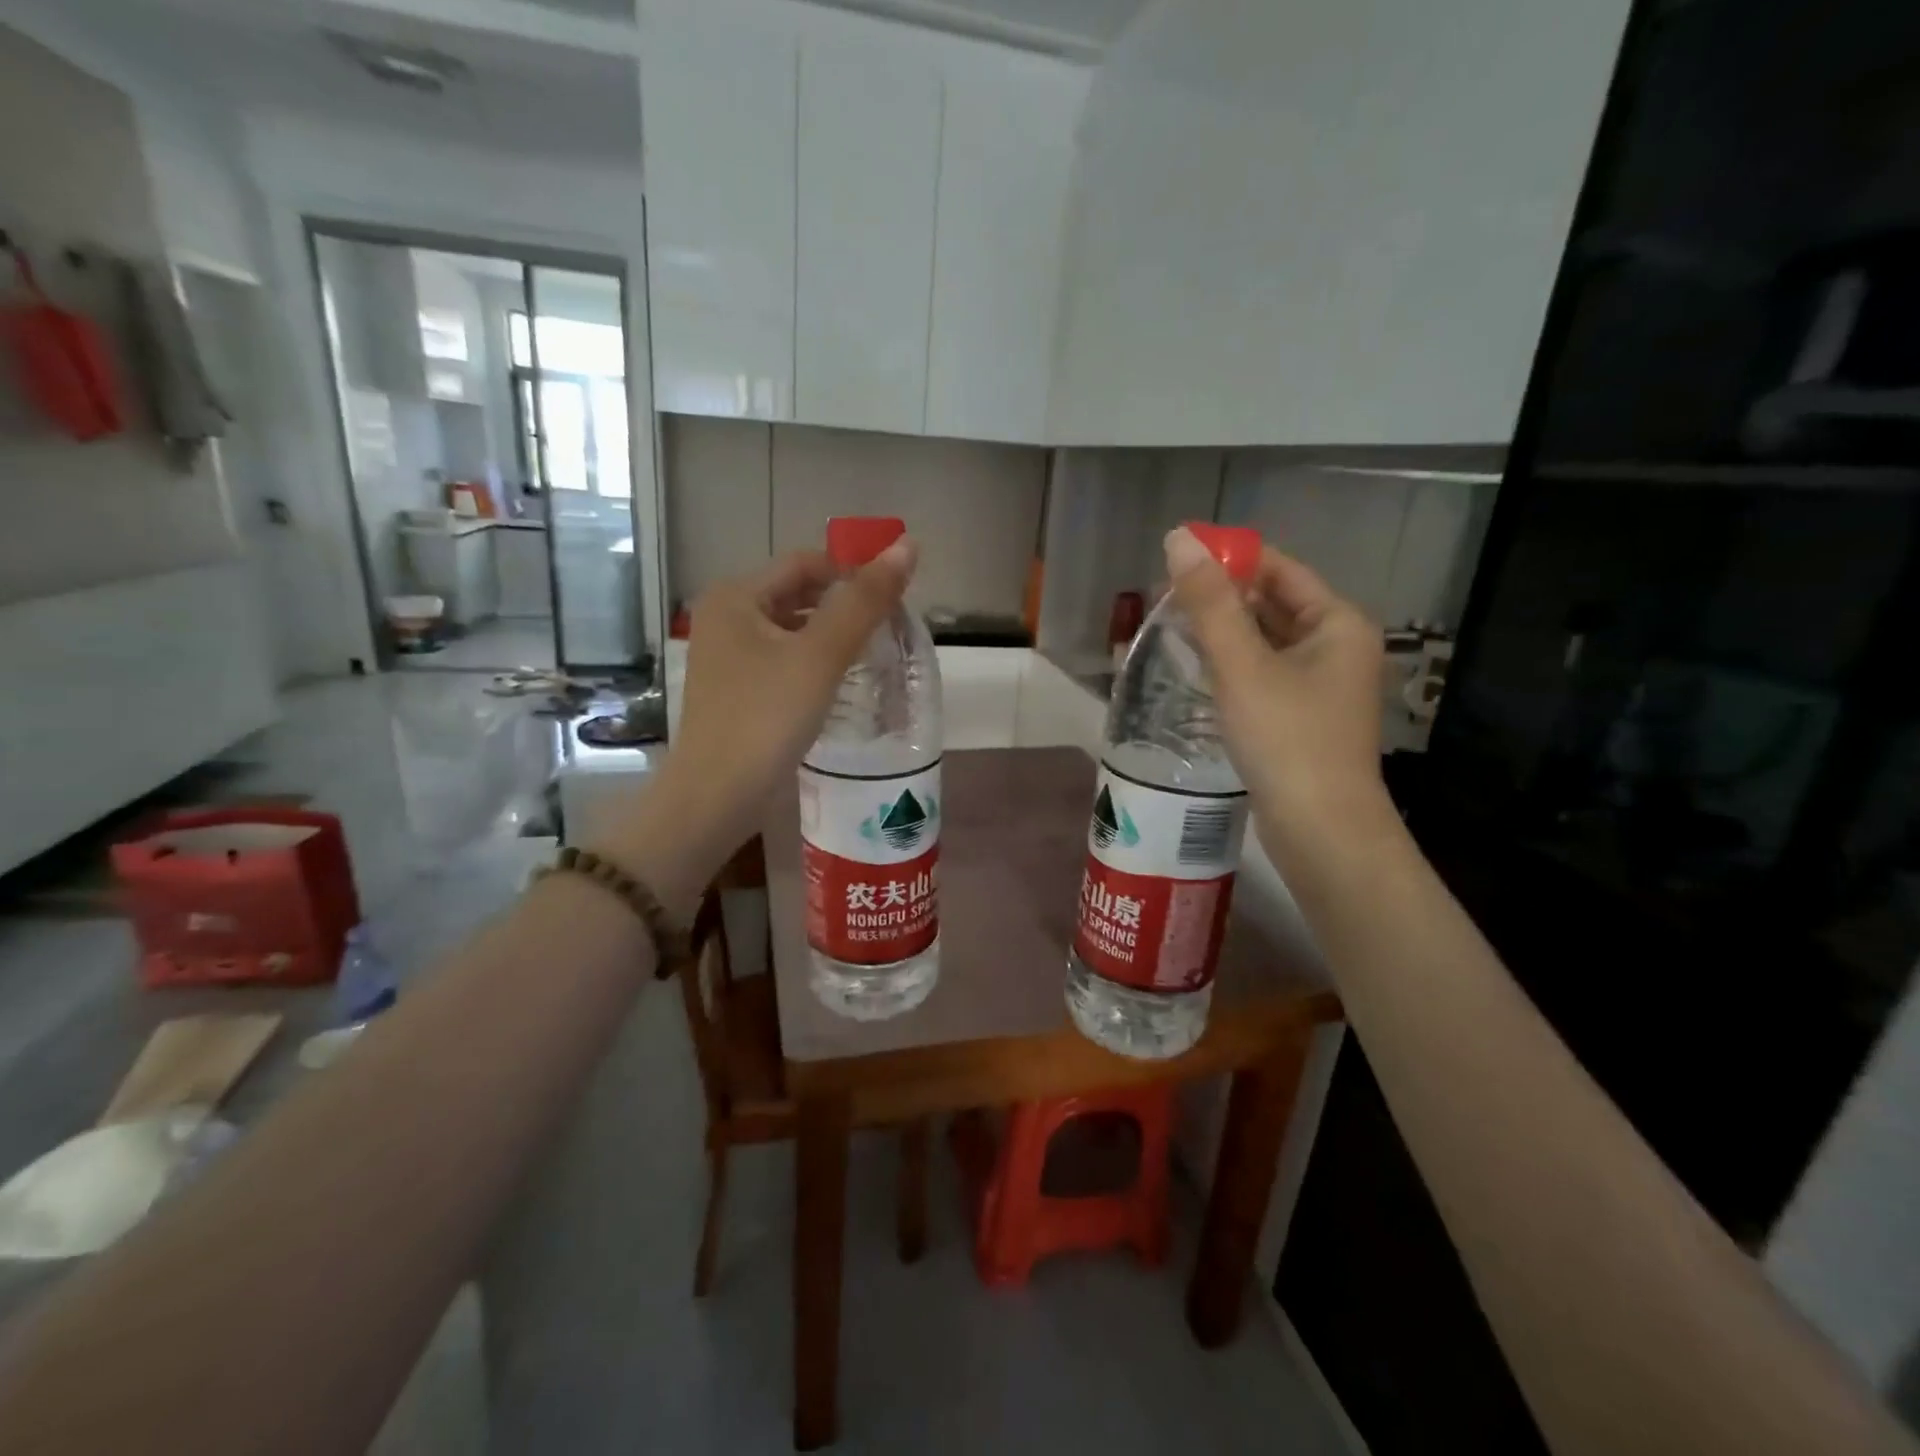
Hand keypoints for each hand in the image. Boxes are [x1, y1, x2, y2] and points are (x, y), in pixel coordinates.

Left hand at [591, 543, 915, 911]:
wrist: (716, 797)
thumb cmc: (766, 718)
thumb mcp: (821, 655)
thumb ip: (864, 601)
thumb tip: (908, 545)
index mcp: (737, 595)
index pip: (807, 563)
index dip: (854, 573)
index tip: (896, 601)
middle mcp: (726, 617)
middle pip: (799, 594)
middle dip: (845, 607)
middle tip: (889, 630)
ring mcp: (728, 656)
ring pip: (793, 630)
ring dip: (832, 636)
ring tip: (874, 655)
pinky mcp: (737, 690)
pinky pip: (784, 660)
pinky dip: (814, 664)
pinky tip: (840, 684)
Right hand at [1164, 526, 1391, 855]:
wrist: (1320, 829)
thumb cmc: (1286, 739)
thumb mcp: (1241, 665)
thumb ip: (1209, 602)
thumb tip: (1178, 538)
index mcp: (1337, 622)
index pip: (1280, 569)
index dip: (1230, 559)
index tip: (1176, 558)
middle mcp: (1336, 646)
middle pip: (1272, 603)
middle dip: (1221, 597)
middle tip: (1162, 597)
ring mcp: (1320, 685)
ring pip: (1265, 641)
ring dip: (1222, 631)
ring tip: (1170, 626)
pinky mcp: (1301, 717)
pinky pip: (1262, 673)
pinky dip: (1231, 664)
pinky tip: (1196, 667)